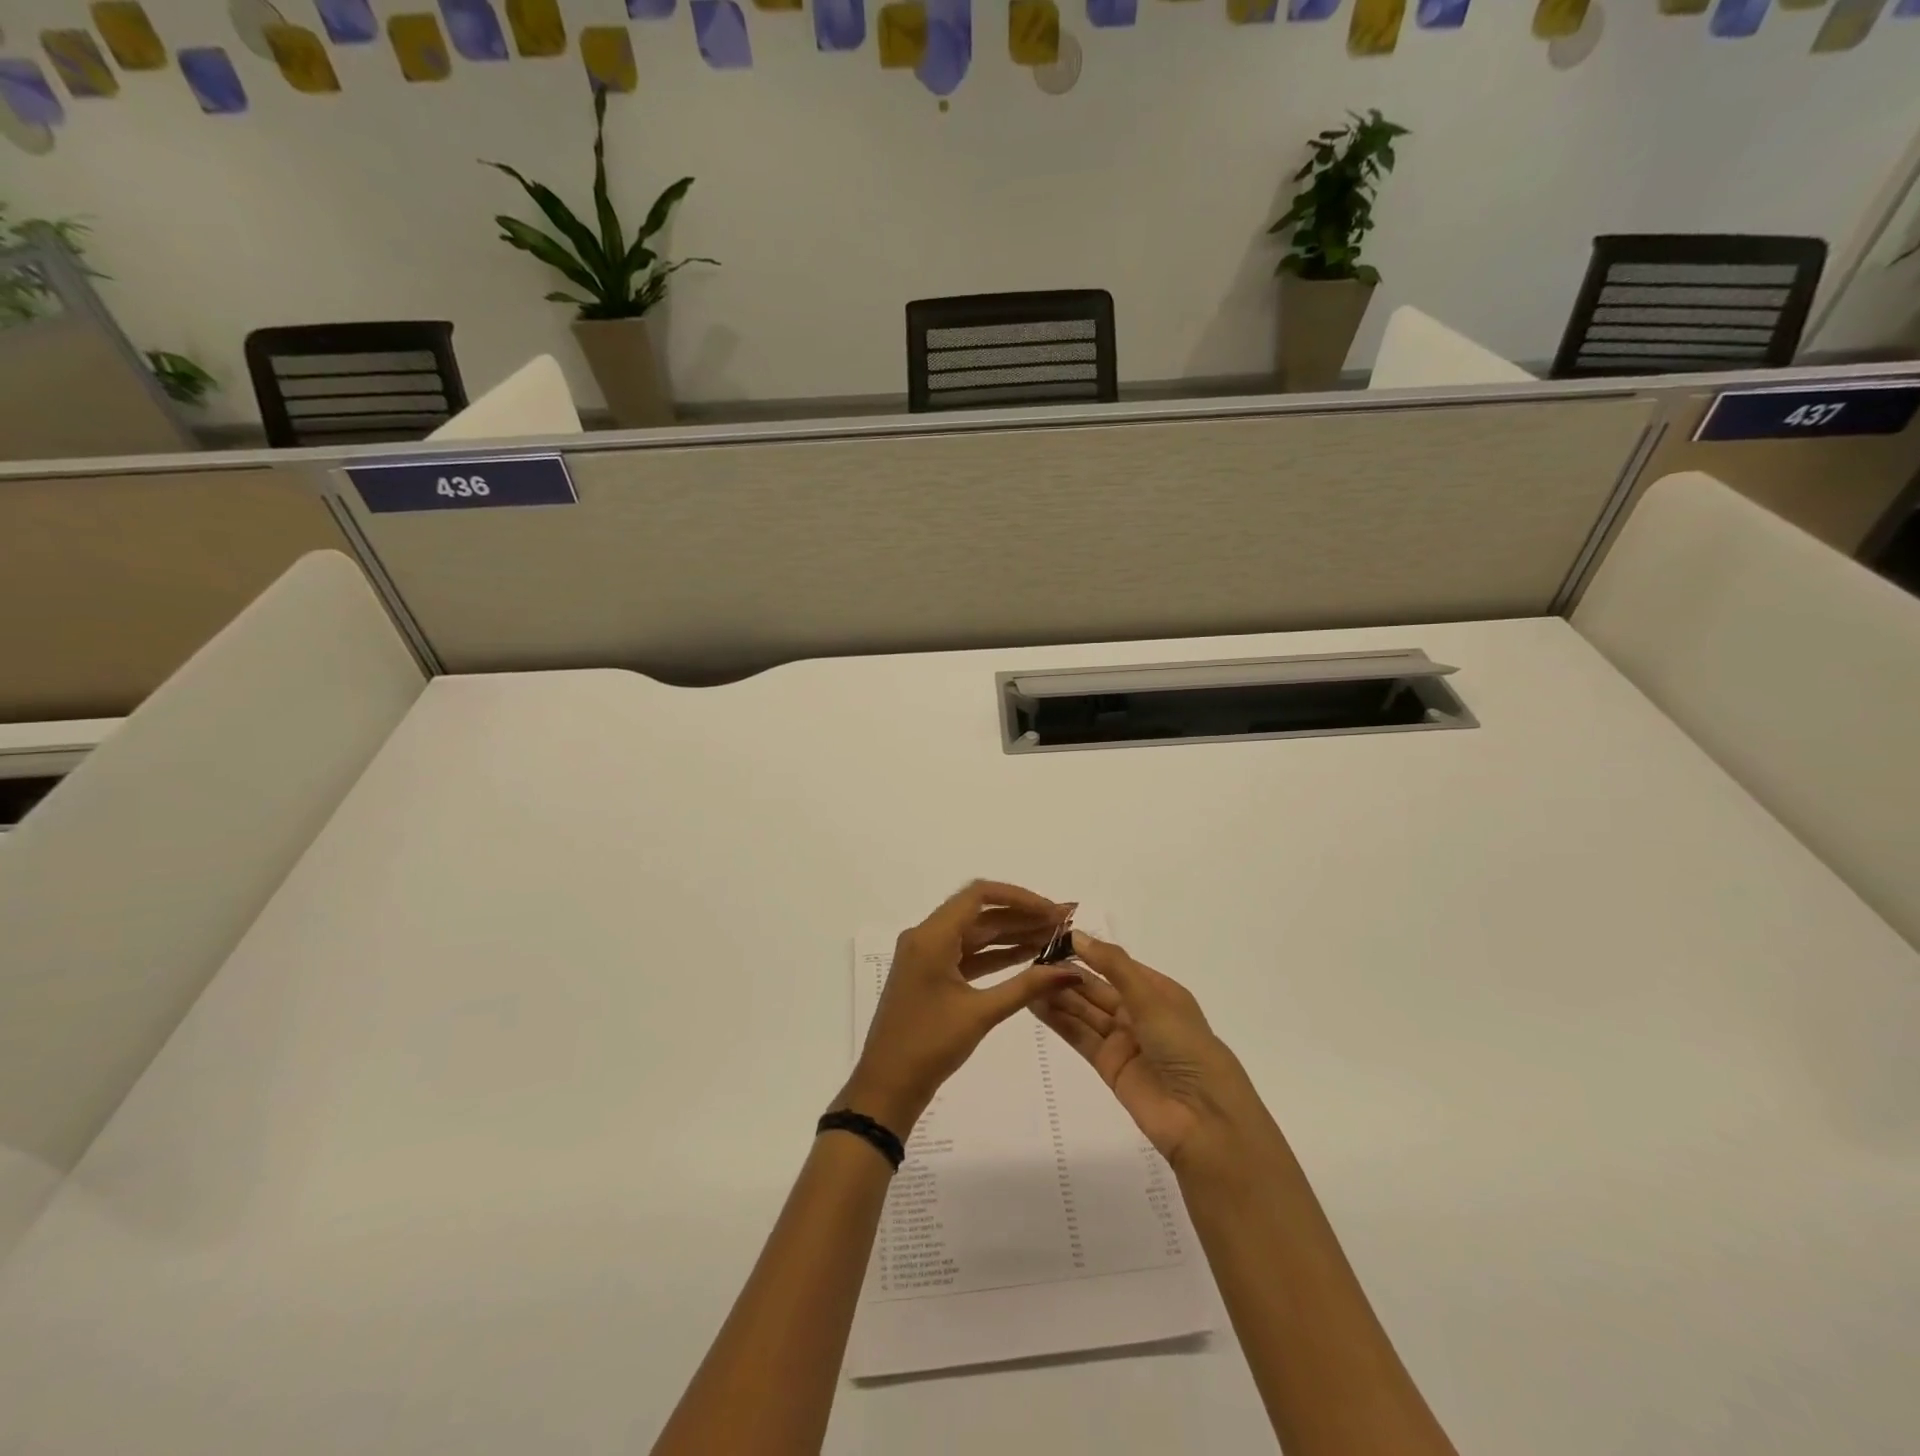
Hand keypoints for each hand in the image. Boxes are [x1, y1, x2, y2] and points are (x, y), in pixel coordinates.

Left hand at [839, 881, 1079, 1134]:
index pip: (979, 895)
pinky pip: (968, 954)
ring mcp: (927, 956)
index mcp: (931, 936)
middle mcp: (926, 937)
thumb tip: (1071, 971)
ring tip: (1054, 938)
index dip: (1020, 897)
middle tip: (1064, 923)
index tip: (1053, 910)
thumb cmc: (929, 1045)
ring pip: (976, 934)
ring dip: (1012, 935)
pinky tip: (1029, 957)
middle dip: (1022, 916)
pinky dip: (996, 955)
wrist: (887, 1087)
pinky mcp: (931, 975)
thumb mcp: (981, 1014)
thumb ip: (1027, 986)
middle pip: (980, 913)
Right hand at [1032, 931, 1265, 1169]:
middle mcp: (1140, 1012)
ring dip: (1059, 995)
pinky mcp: (1109, 1066)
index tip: (1053, 937)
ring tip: (1026, 978)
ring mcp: (1124, 1040)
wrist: (1203, 1120)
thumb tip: (1076, 935)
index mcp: (1158, 991)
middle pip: (1097, 988)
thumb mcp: (1151, 998)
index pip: (1116, 964)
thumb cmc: (1186, 1046)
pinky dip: (1059, 1021)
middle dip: (1068, 973)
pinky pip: (1080, 1036)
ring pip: (1085, 1011)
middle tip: (1032, 958)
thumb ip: (1112, 966)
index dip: (1087, 951)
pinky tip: (1035, 1004)